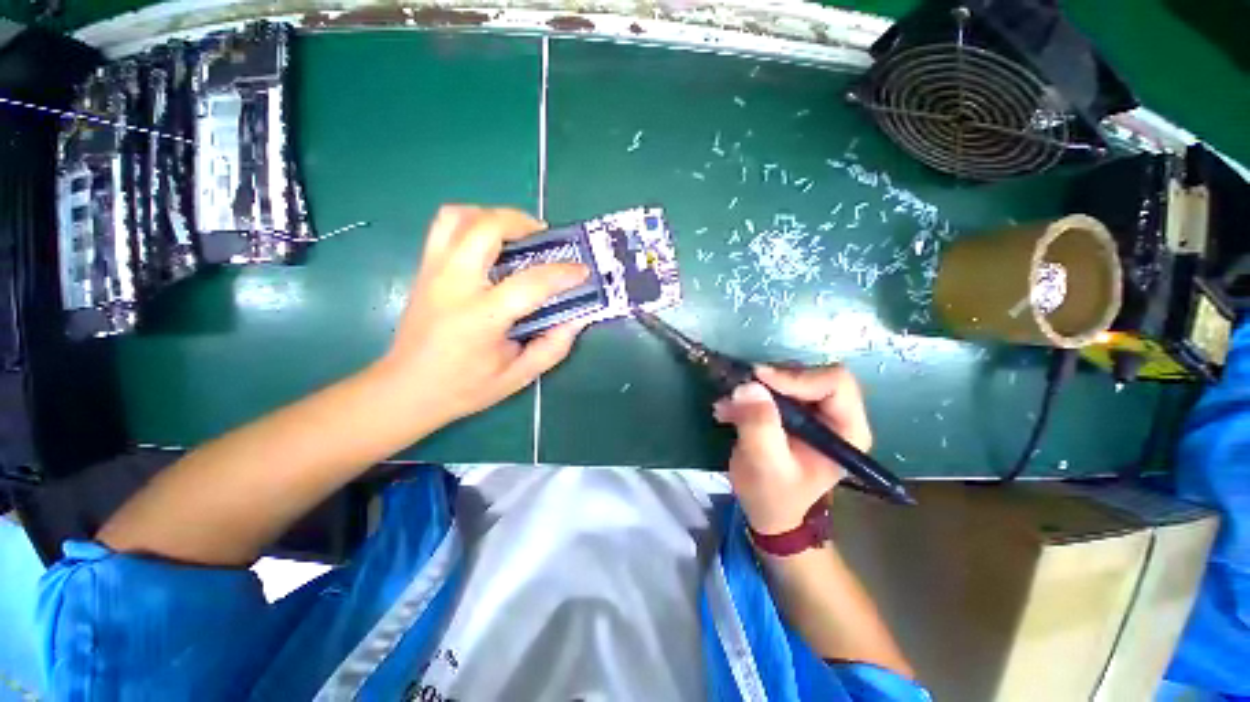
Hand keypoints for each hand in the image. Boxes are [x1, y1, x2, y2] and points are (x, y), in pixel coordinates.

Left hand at [375, 205, 589, 428]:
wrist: (407, 389)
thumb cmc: (465, 387)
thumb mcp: (518, 376)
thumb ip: (553, 347)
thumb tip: (577, 318)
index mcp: (481, 318)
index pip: (530, 283)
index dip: (563, 273)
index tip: (581, 271)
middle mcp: (454, 285)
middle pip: (486, 228)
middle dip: (522, 222)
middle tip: (544, 237)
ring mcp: (433, 272)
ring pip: (458, 217)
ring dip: (493, 215)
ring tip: (516, 233)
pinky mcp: (424, 269)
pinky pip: (445, 226)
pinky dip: (471, 221)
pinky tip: (489, 241)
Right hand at [713, 365, 871, 534]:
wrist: (768, 511)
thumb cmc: (773, 495)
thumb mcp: (765, 464)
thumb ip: (759, 425)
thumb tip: (748, 386)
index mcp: (846, 431)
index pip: (834, 383)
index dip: (797, 377)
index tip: (759, 380)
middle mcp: (836, 415)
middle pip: (811, 374)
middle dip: (772, 381)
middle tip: (741, 391)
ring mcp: (814, 411)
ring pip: (789, 376)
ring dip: (756, 387)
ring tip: (729, 405)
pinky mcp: (793, 410)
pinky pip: (772, 387)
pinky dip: (748, 394)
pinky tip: (727, 410)